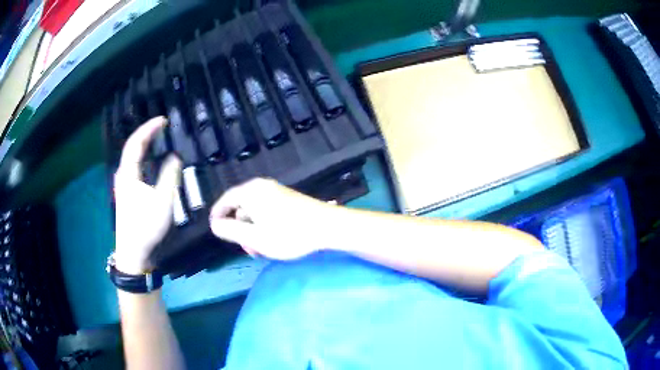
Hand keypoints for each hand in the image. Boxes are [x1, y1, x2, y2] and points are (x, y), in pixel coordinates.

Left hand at [114, 117, 181, 273]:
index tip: (163, 120)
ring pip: (132, 157)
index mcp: (128, 174)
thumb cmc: (146, 228)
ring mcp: (124, 185)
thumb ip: (170, 176)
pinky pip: (135, 167)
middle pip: (132, 147)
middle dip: (147, 134)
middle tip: (162, 127)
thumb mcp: (162, 202)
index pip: (136, 143)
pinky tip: (151, 161)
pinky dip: (144, 157)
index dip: (149, 128)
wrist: (134, 253)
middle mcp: (123, 176)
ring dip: (144, 145)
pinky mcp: (127, 194)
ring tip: (158, 138)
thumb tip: (175, 156)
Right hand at [209, 178, 334, 259]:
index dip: (218, 215)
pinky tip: (273, 241)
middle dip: (241, 229)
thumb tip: (214, 224)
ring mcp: (276, 191)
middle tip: (247, 249)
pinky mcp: (287, 199)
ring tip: (262, 249)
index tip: (215, 229)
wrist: (328, 227)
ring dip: (253, 231)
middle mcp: (262, 187)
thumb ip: (230, 230)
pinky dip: (264, 226)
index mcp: (251, 191)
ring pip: (255, 212)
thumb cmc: (289, 234)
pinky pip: (267, 211)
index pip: (226, 200)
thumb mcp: (254, 237)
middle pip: (241, 207)